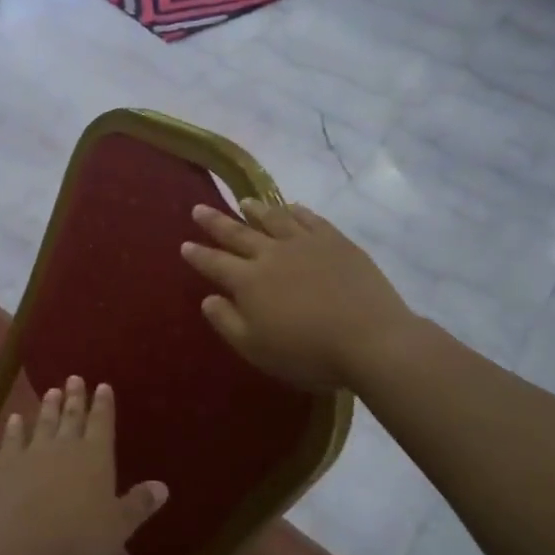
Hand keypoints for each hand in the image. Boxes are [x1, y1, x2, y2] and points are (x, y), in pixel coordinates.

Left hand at [0, 378, 167, 554]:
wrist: (22, 540)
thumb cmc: (78, 535)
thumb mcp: (118, 525)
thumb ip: (139, 504)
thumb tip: (163, 487)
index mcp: (96, 456)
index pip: (102, 423)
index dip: (104, 404)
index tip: (103, 386)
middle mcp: (66, 446)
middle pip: (72, 416)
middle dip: (75, 397)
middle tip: (74, 378)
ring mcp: (34, 452)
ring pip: (44, 422)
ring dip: (49, 407)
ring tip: (51, 391)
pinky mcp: (8, 464)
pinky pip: (13, 440)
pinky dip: (14, 428)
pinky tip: (15, 418)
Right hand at [181, 200, 416, 390]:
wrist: (369, 339)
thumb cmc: (306, 353)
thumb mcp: (255, 348)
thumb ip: (227, 322)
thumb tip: (208, 299)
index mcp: (248, 281)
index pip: (215, 263)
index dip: (198, 255)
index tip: (185, 244)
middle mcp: (271, 254)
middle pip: (238, 233)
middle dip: (216, 222)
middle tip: (199, 208)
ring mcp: (305, 243)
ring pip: (273, 219)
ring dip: (255, 209)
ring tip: (244, 201)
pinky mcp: (335, 241)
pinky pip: (309, 218)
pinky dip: (295, 210)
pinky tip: (290, 207)